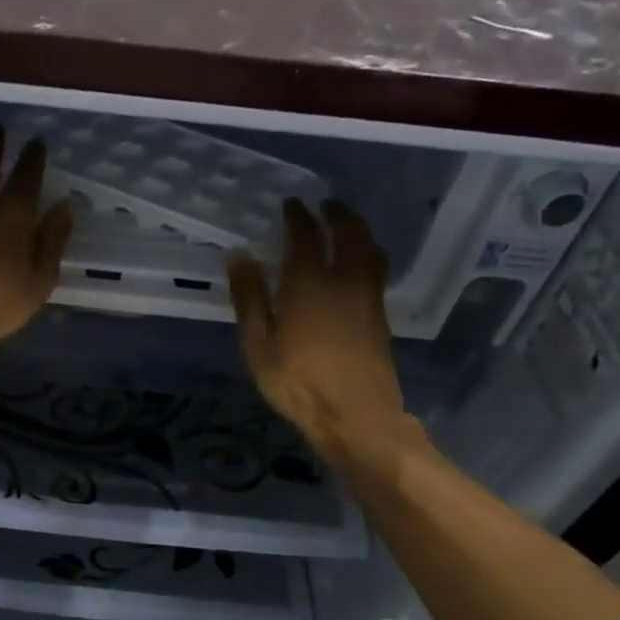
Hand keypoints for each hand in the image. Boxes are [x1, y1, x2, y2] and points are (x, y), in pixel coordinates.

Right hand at [227, 199, 413, 466]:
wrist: (356, 415)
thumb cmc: (298, 382)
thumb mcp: (258, 344)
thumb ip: (249, 298)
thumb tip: (239, 257)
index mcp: (309, 282)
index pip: (305, 235)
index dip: (297, 216)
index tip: (291, 204)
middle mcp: (344, 279)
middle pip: (349, 231)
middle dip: (337, 213)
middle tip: (325, 205)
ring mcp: (368, 296)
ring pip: (370, 248)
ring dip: (358, 229)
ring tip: (345, 226)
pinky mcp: (380, 315)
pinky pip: (377, 268)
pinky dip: (368, 252)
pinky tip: (358, 263)